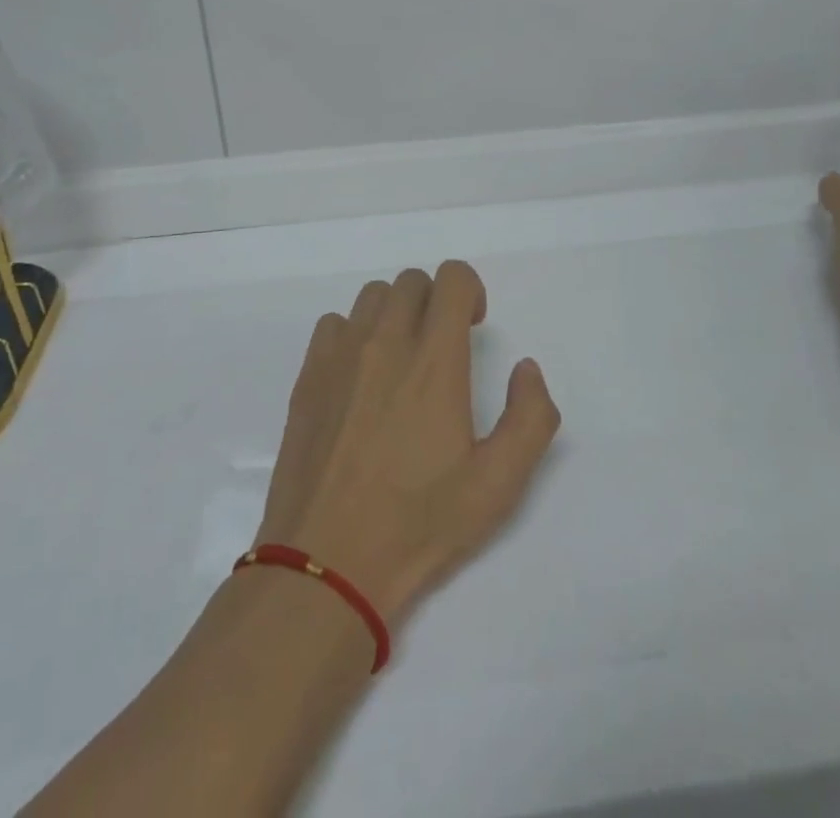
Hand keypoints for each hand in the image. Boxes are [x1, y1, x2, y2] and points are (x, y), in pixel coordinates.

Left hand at [253, 261, 560, 623]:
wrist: (327, 562)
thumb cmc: (419, 523)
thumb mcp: (499, 484)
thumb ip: (531, 417)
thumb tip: (525, 369)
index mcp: (434, 361)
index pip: (452, 278)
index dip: (469, 290)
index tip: (472, 327)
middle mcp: (385, 342)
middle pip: (412, 281)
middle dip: (435, 302)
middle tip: (442, 348)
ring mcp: (340, 356)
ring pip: (372, 297)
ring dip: (395, 313)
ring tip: (401, 361)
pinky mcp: (308, 376)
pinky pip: (334, 325)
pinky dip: (354, 334)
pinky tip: (359, 378)